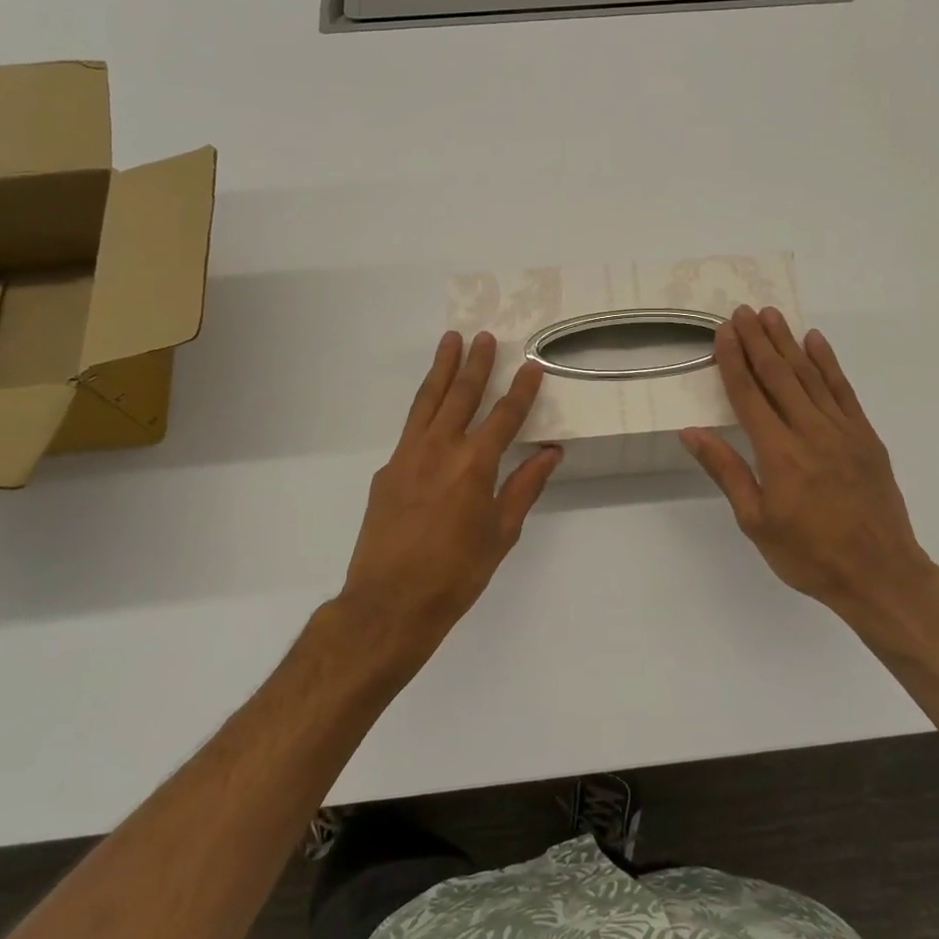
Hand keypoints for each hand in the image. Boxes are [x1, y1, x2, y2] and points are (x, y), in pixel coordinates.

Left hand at [340, 331, 561, 664]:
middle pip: (461, 395)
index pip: (505, 416)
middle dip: (476, 364)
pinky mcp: (387, 469)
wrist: (389, 602)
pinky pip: (410, 427)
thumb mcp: (502, 533)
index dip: (521, 389)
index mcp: (475, 465)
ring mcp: (407, 456)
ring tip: (450, 341)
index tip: (532, 365)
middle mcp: (440, 449)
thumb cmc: (456, 573)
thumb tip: (550, 453)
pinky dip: (423, 406)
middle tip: (485, 336)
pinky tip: (430, 404)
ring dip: (442, 369)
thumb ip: (525, 487)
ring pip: (427, 401)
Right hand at [681, 307, 938, 645]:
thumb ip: (727, 471)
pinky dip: (829, 364)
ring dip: (789, 343)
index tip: (723, 331)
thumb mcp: (756, 522)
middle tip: (743, 310)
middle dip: (758, 341)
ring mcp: (842, 431)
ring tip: (772, 315)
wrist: (880, 574)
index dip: (733, 361)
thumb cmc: (809, 555)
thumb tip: (693, 431)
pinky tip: (816, 342)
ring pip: (810, 376)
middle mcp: (810, 432)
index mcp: (778, 454)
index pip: (749, 395)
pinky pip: (844, 391)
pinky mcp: (866, 437)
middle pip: (779, 376)